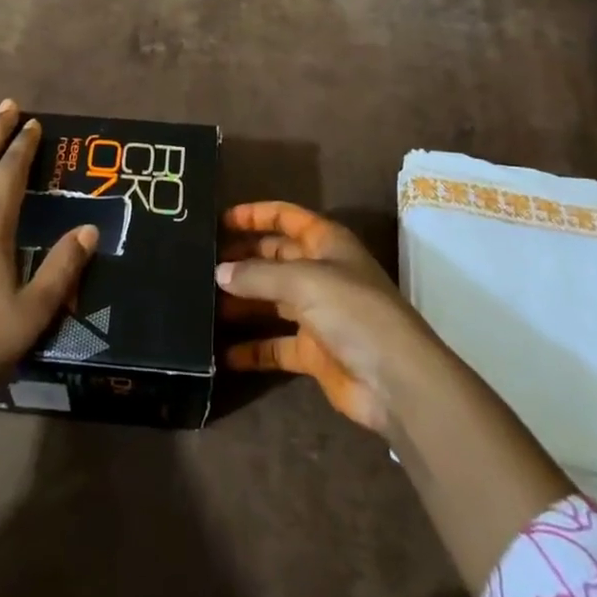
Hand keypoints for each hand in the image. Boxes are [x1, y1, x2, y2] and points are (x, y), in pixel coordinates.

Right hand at [218, 201, 449, 433]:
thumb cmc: (353, 312)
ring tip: (202, 305)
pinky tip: (222, 352)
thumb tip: (219, 272)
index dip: (256, 215)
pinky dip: (251, 349)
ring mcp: (317, 314)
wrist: (396, 381)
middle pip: (274, 258)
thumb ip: (257, 275)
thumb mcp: (303, 281)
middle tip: (200, 264)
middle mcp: (321, 273)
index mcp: (327, 244)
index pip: (287, 218)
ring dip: (241, 303)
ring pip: (270, 301)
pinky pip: (274, 345)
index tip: (219, 221)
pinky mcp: (313, 352)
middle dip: (242, 260)